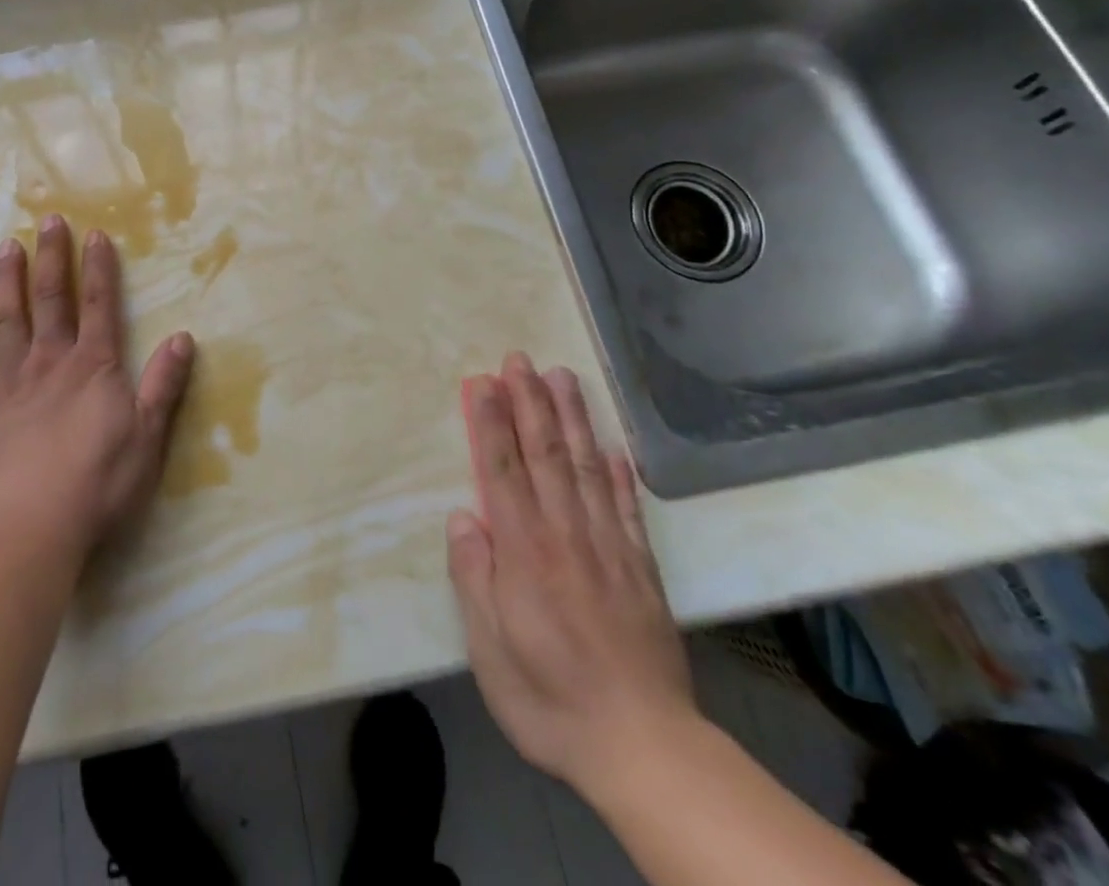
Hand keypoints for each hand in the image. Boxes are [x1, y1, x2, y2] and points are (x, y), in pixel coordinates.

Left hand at [0, 215, 194, 561]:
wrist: (30, 527)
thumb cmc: (98, 483)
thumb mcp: (147, 436)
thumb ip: (163, 385)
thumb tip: (182, 337)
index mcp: (94, 367)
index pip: (98, 305)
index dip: (98, 268)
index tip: (95, 233)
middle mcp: (51, 363)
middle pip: (52, 300)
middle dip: (52, 258)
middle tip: (47, 221)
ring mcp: (12, 384)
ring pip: (9, 321)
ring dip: (9, 282)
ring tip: (7, 247)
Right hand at [446, 354, 695, 799]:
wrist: (644, 749)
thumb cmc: (550, 700)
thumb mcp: (490, 650)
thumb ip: (474, 579)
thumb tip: (464, 518)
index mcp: (525, 553)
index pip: (502, 472)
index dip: (490, 423)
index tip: (482, 382)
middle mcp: (566, 536)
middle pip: (545, 456)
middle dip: (530, 403)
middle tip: (519, 360)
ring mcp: (609, 548)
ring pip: (586, 468)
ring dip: (571, 419)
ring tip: (561, 377)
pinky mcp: (641, 568)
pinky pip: (628, 508)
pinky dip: (619, 472)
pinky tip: (612, 445)